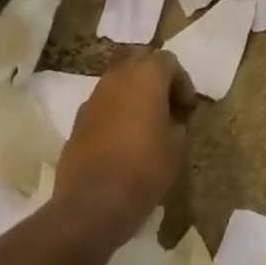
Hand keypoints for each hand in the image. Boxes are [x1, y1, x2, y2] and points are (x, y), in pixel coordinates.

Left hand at [54, 49, 196, 236]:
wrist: (92, 202)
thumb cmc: (144, 168)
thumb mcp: (177, 146)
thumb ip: (178, 123)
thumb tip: (173, 118)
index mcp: (146, 75)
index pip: (169, 61)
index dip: (182, 83)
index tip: (187, 110)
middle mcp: (117, 77)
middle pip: (139, 61)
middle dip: (156, 79)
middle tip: (167, 106)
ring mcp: (94, 97)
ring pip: (118, 81)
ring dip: (134, 94)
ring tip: (146, 123)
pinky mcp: (78, 120)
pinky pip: (103, 104)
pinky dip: (116, 112)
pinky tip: (123, 140)